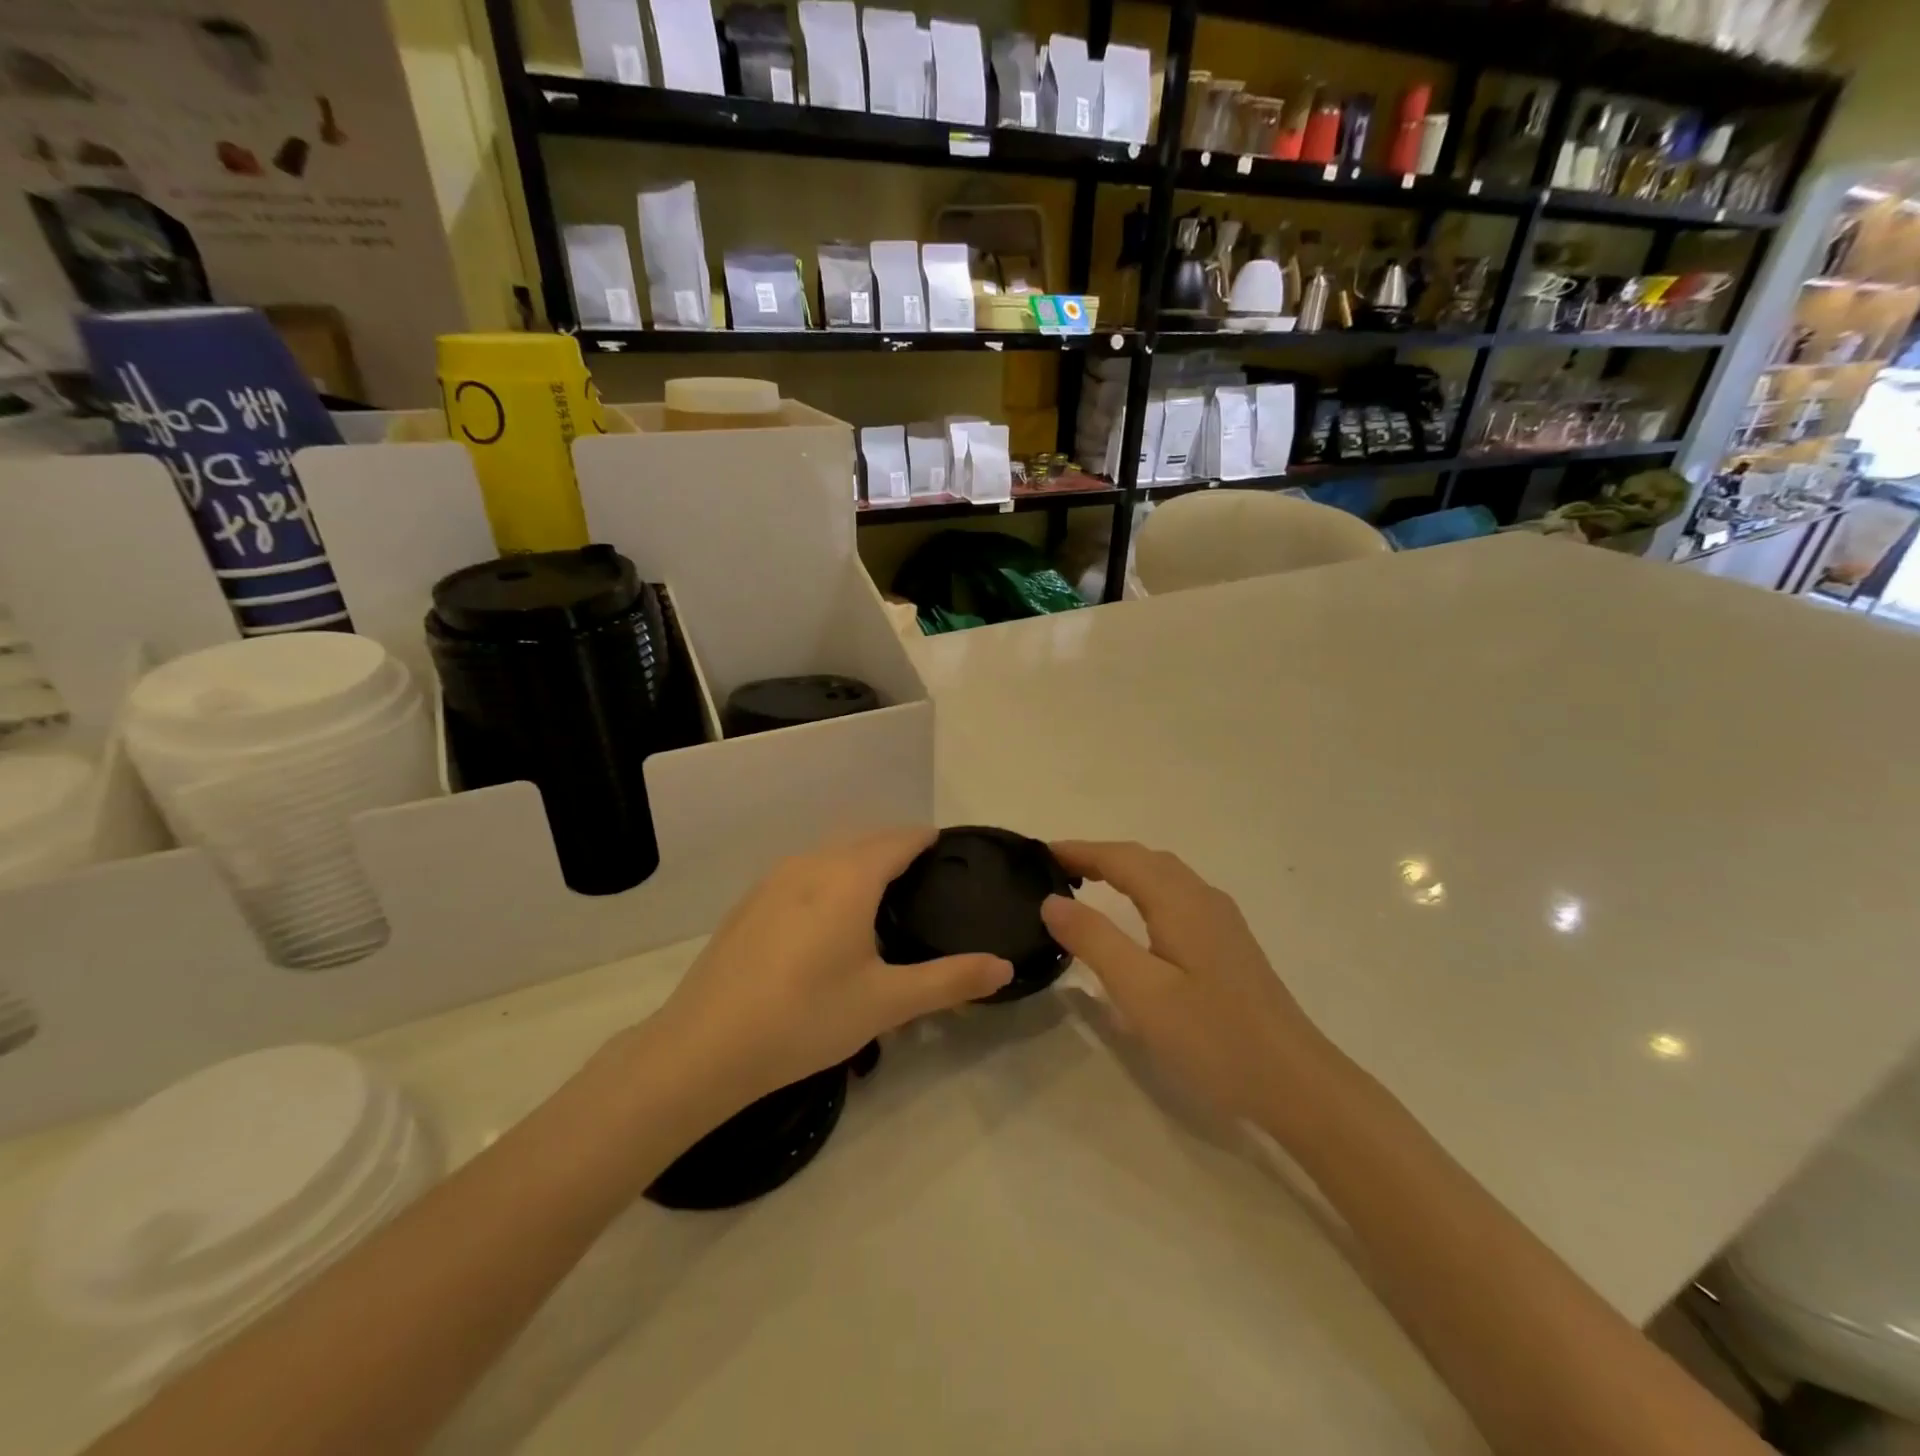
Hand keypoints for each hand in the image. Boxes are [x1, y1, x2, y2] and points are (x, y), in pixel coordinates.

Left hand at [646, 827, 1012, 1113]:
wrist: (704, 1047)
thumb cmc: (806, 1017)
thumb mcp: (886, 1003)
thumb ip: (950, 981)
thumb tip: (1004, 967)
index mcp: (849, 877)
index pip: (899, 839)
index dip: (926, 839)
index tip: (948, 850)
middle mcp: (811, 864)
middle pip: (864, 840)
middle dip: (896, 848)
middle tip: (924, 878)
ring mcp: (772, 881)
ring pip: (829, 854)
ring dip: (859, 861)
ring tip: (880, 895)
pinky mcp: (749, 903)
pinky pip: (802, 873)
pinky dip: (827, 878)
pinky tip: (826, 919)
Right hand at [1041, 840, 1328, 1126]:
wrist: (1296, 1082)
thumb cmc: (1213, 1037)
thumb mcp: (1142, 992)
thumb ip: (1095, 940)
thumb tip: (1052, 900)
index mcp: (1181, 902)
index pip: (1121, 858)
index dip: (1080, 851)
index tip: (1039, 854)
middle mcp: (1203, 899)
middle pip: (1145, 860)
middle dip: (1099, 856)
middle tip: (1055, 870)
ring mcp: (1222, 921)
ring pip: (1164, 876)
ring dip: (1123, 870)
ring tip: (1086, 885)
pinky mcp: (1229, 944)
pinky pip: (1177, 895)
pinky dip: (1144, 889)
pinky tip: (1137, 918)